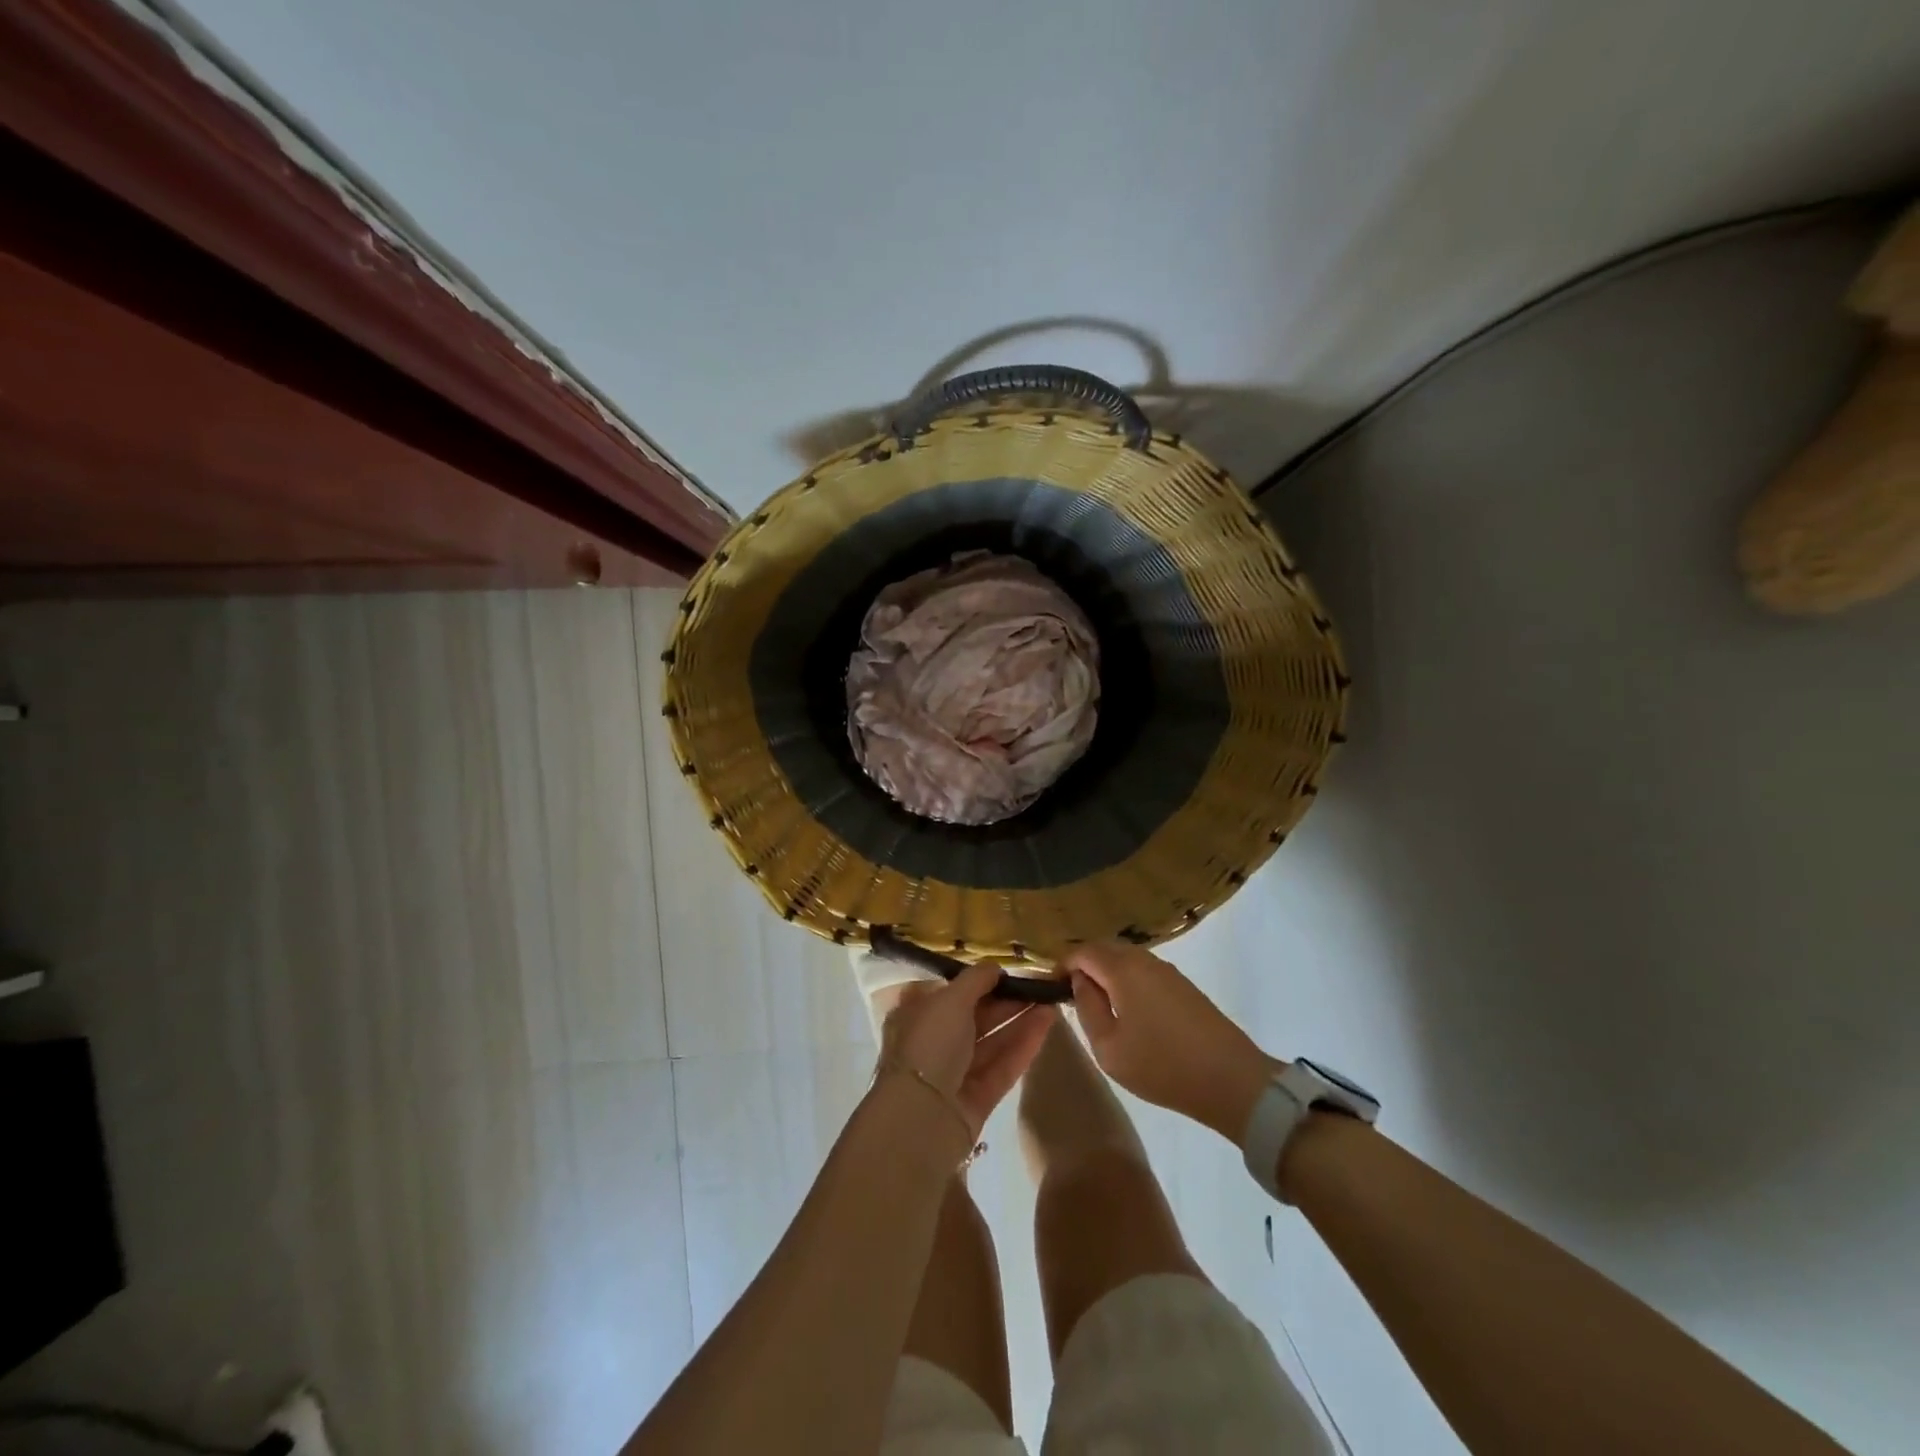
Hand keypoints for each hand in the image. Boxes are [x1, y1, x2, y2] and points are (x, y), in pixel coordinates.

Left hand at [880, 961, 1056, 1136]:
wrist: (924, 1116)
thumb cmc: (930, 1044)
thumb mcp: (950, 999)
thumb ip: (976, 979)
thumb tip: (995, 967)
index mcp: (916, 1016)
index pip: (951, 994)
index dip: (980, 982)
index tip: (1009, 971)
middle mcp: (934, 1043)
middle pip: (975, 1016)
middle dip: (1006, 1000)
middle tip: (1040, 984)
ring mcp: (956, 1073)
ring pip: (993, 1041)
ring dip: (1020, 1019)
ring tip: (1051, 1000)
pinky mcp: (978, 1098)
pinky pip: (1003, 1065)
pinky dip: (1024, 1044)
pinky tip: (1047, 1023)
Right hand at [1062, 942, 1278, 1140]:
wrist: (1231, 1079)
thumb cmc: (1162, 1065)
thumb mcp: (1109, 1047)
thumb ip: (1087, 1008)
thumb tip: (1079, 982)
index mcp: (1122, 969)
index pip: (1082, 951)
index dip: (1062, 965)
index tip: (1052, 987)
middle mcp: (1145, 959)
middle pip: (1105, 949)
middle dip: (1084, 965)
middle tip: (1071, 995)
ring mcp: (1167, 970)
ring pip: (1126, 959)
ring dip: (1107, 973)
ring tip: (1098, 1005)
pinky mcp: (1183, 985)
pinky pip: (1144, 971)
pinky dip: (1127, 981)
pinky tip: (1128, 1009)